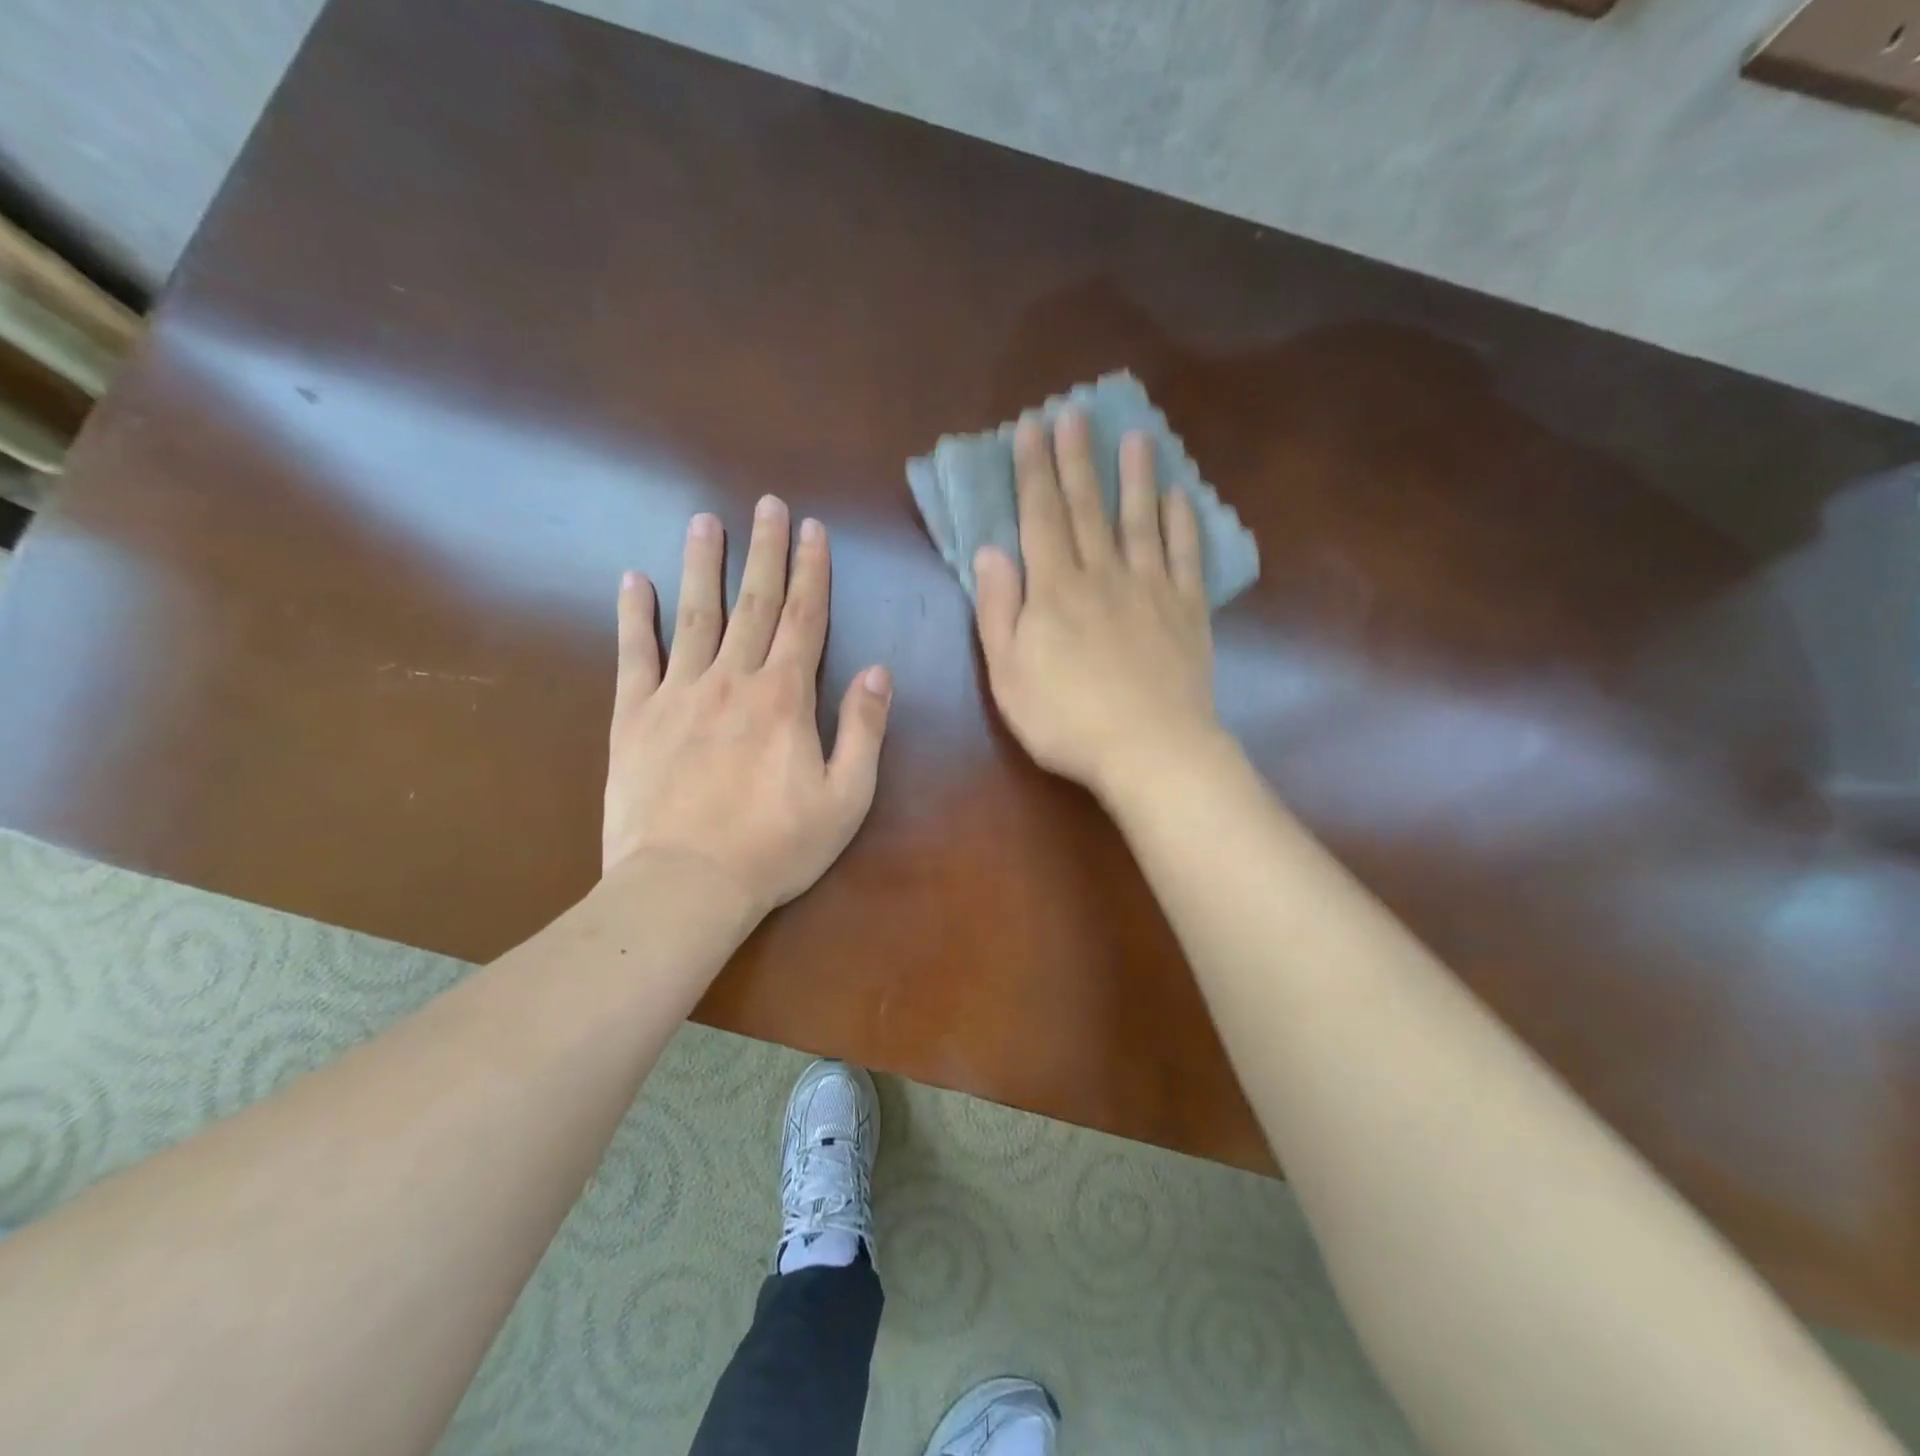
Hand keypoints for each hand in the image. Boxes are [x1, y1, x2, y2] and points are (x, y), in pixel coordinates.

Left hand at [603, 497, 891, 916]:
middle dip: (765, 552)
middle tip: (767, 504)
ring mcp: (679, 693)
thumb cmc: (776, 847)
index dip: (812, 572)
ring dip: (703, 564)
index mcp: (785, 697)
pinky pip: (634, 654)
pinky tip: (634, 581)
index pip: (804, 619)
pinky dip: (634, 616)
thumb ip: (863, 730)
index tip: (812, 530)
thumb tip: (878, 671)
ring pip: (695, 614)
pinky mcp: (635, 717)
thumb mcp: (846, 798)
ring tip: (706, 522)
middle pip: (754, 604)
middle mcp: (733, 680)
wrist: (685, 885)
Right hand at [973, 409, 1221, 799]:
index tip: (1032, 428)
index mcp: (1054, 589)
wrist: (1149, 749)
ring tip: (1136, 437)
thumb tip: (989, 551)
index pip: (1040, 517)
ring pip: (1140, 520)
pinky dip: (1183, 524)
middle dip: (1077, 459)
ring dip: (1135, 477)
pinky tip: (1181, 498)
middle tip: (1076, 414)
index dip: (1033, 471)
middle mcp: (1103, 574)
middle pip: (1087, 507)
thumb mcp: (1007, 674)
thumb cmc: (1065, 720)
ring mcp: (1150, 589)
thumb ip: (998, 610)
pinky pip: (1185, 556)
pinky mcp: (1187, 610)